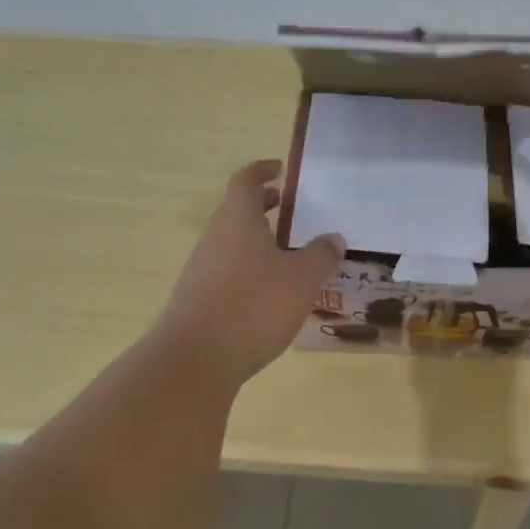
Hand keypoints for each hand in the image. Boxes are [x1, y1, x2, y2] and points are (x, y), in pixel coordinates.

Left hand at [156, 160, 345, 385]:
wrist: (195, 359)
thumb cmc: (254, 305)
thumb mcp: (301, 279)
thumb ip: (320, 256)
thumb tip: (333, 238)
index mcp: (237, 220)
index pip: (246, 181)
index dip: (262, 171)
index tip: (279, 169)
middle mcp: (215, 238)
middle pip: (236, 212)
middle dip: (263, 207)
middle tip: (289, 210)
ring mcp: (202, 270)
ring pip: (231, 243)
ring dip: (257, 241)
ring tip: (287, 254)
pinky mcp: (198, 300)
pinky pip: (227, 272)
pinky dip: (248, 270)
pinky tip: (269, 293)